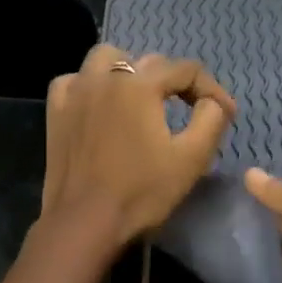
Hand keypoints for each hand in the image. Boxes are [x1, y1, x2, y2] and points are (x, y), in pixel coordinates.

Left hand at [41, 45, 237, 248]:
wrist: (84, 223)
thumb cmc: (141, 192)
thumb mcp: (192, 158)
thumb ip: (211, 118)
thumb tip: (214, 101)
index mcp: (140, 84)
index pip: (186, 70)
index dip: (211, 89)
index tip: (225, 113)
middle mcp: (106, 77)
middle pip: (149, 62)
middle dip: (175, 82)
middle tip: (189, 110)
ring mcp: (76, 91)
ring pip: (106, 58)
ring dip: (129, 70)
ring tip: (141, 97)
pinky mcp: (56, 111)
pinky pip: (74, 80)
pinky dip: (90, 84)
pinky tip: (99, 104)